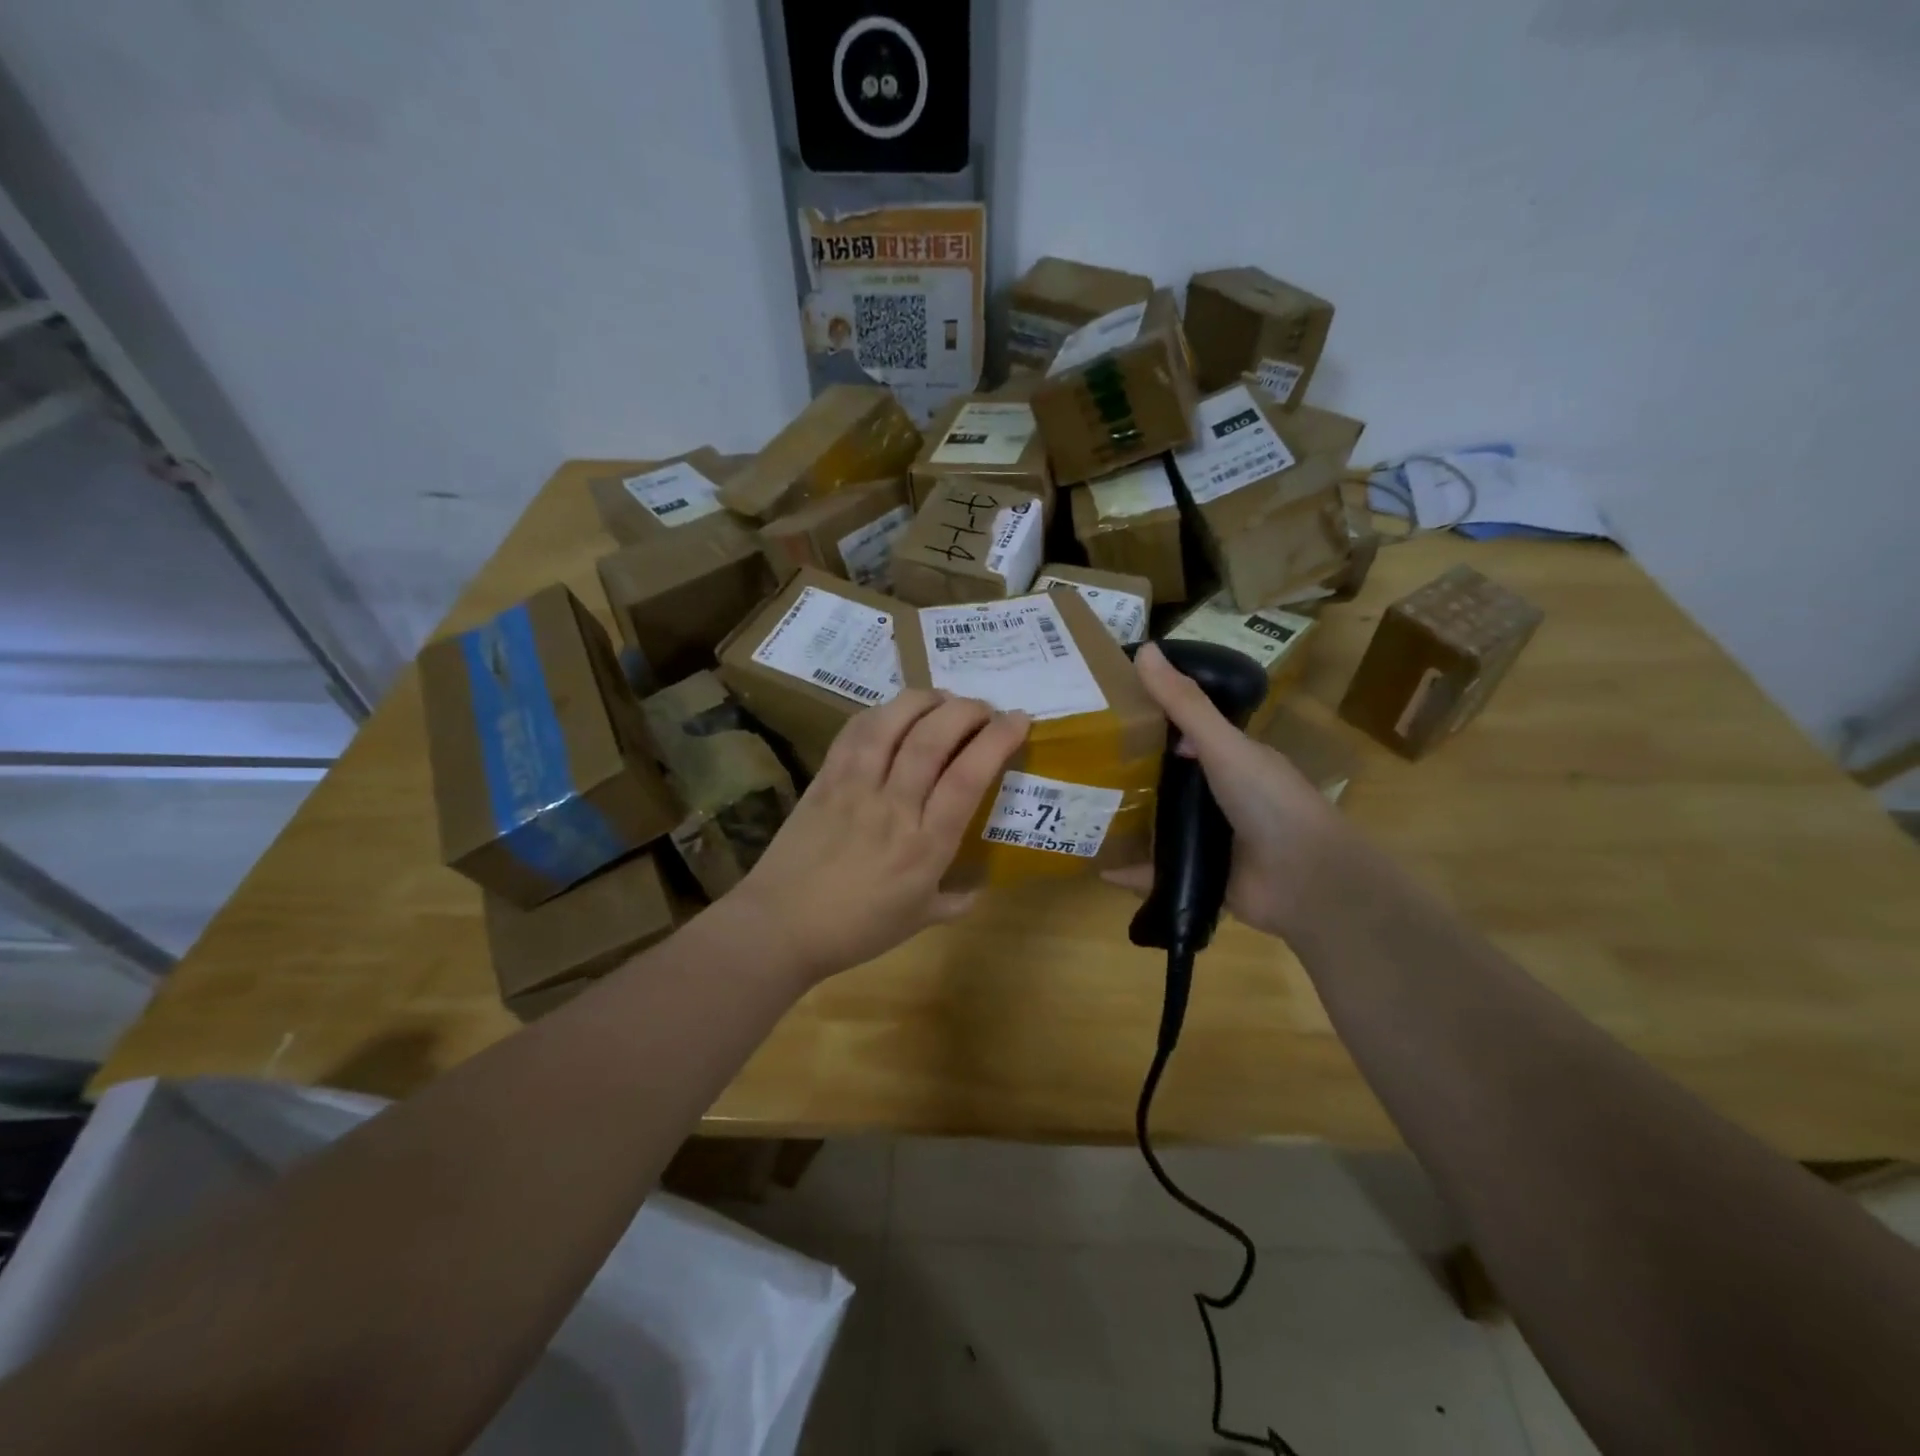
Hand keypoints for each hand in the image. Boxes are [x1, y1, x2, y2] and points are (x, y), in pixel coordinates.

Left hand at [729, 690, 1029, 982]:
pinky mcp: (825, 778)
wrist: (780, 926)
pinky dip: (881, 712)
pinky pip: (854, 732)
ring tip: (943, 699)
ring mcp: (855, 787)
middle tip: (983, 708)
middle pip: (933, 739)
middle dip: (966, 710)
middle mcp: (894, 806)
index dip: (997, 739)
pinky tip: (895, 712)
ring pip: (891, 724)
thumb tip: (980, 887)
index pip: (968, 777)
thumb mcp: (918, 922)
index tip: (1018, 719)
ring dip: (924, 700)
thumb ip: (955, 901)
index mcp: (925, 845)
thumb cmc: (856, 929)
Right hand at [1105, 642, 1346, 939]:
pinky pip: (1158, 872)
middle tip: (1080, 764)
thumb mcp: (1223, 746)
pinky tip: (1100, 868)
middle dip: (1127, 773)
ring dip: (1126, 821)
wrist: (1306, 880)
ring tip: (1080, 811)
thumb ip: (1184, 705)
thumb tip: (1143, 649)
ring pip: (1159, 825)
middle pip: (1165, 780)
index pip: (1182, 734)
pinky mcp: (1201, 876)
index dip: (1147, 722)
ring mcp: (1210, 838)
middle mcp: (1219, 796)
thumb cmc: (1269, 801)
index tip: (1104, 714)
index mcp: (1229, 760)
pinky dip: (1131, 872)